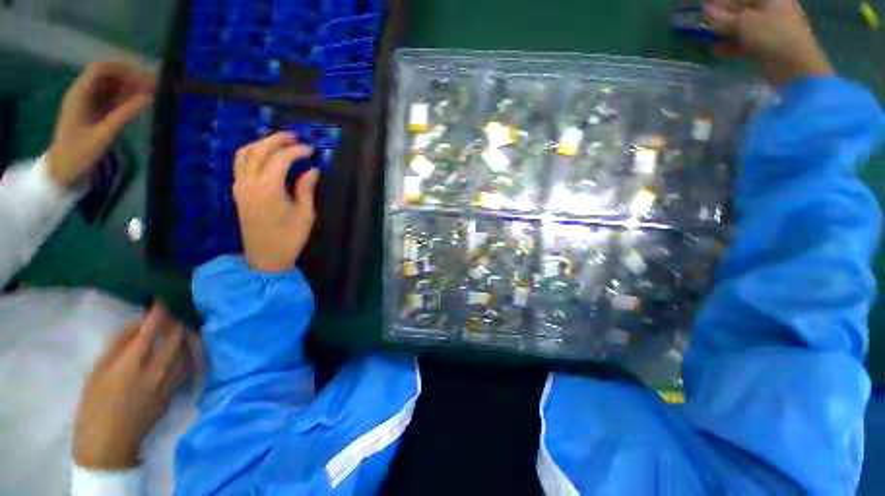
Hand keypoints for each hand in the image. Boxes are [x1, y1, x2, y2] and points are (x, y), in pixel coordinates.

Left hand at [48, 61, 155, 188]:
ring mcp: (90, 103)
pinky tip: (142, 107)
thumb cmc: (78, 153)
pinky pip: (114, 99)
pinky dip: (129, 100)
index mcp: (80, 94)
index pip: (102, 69)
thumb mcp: (103, 135)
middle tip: (156, 91)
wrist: (63, 171)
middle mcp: (84, 93)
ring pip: (114, 87)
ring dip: (133, 89)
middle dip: (132, 79)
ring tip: (154, 98)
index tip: (147, 81)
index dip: (124, 71)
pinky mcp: (96, 112)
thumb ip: (125, 114)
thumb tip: (151, 98)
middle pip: (110, 76)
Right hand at [73, 304, 191, 469]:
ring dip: (184, 338)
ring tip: (176, 332)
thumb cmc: (94, 406)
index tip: (160, 302)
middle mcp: (157, 369)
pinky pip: (185, 367)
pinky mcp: (173, 392)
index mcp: (132, 363)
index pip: (153, 328)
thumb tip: (139, 323)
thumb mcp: (97, 371)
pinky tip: (178, 352)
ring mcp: (169, 382)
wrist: (109, 443)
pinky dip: (185, 354)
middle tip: (168, 318)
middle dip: (176, 322)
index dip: (160, 311)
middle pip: (178, 337)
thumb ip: (119, 345)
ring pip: (187, 351)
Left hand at [233, 132, 319, 272]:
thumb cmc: (290, 237)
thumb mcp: (305, 214)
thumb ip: (306, 189)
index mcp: (268, 188)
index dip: (297, 150)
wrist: (265, 257)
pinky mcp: (238, 192)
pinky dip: (251, 153)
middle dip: (277, 140)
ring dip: (261, 143)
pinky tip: (263, 155)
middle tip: (295, 137)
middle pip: (259, 150)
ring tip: (279, 142)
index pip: (280, 158)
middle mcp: (249, 182)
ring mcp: (240, 186)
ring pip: (244, 154)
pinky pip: (239, 164)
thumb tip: (312, 170)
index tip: (312, 150)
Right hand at [705, 0, 833, 85]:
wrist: (795, 68)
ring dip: (725, 32)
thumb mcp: (744, 23)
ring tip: (707, 39)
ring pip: (742, 27)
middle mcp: (772, 8)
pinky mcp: (767, 45)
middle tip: (705, 25)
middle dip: (723, 18)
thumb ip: (722, 18)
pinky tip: (716, 50)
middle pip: (742, 10)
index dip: (722, 3)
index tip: (705, 9)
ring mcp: (771, 28)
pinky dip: (731, 45)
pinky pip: (745, 41)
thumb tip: (706, 10)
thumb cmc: (772, 36)